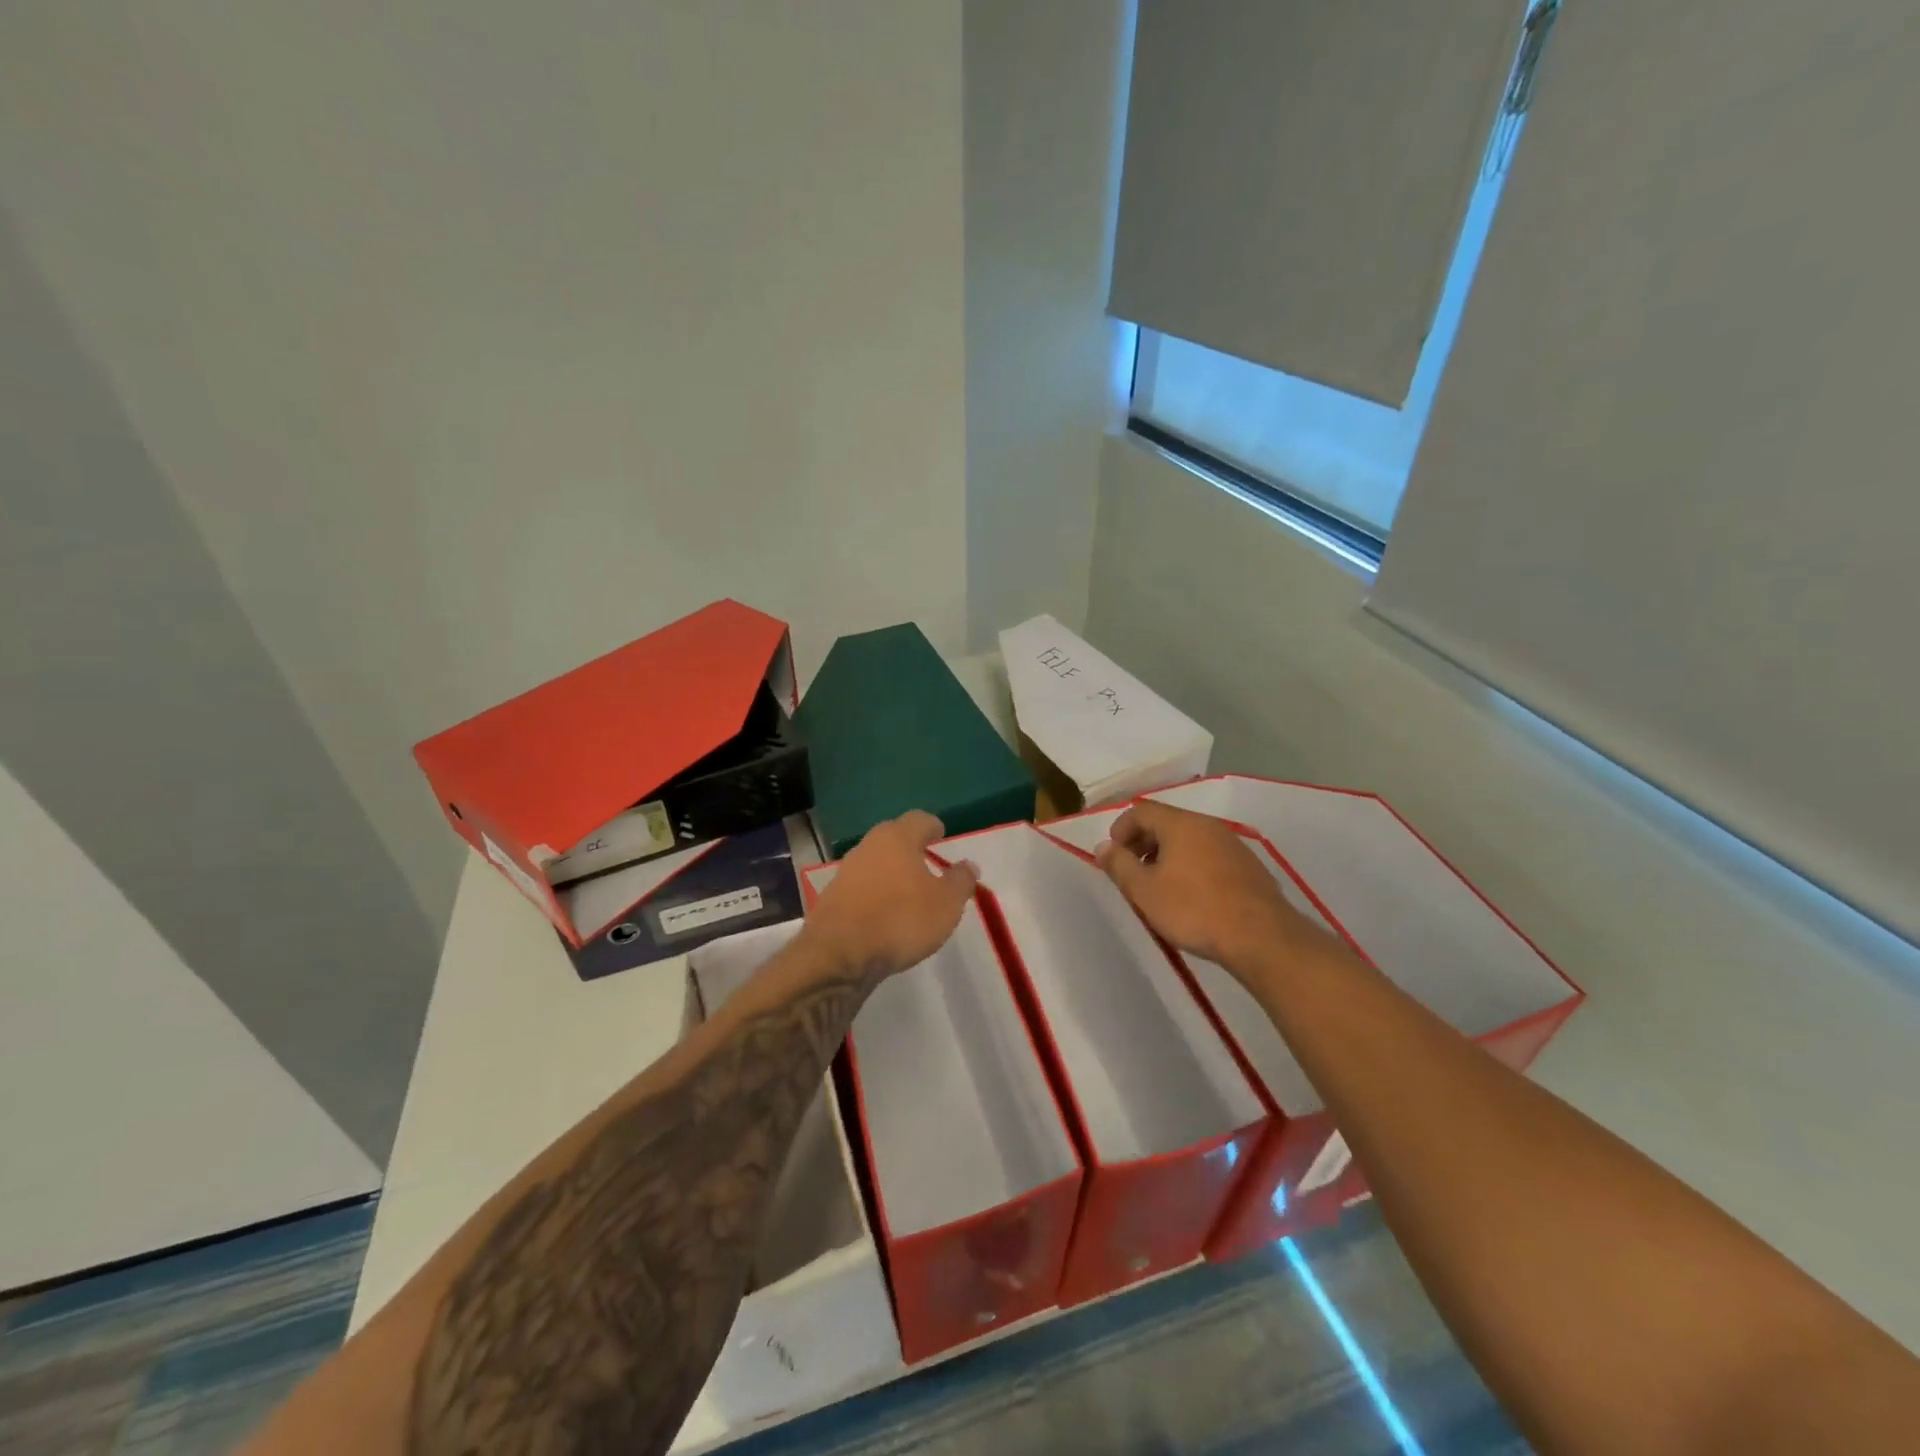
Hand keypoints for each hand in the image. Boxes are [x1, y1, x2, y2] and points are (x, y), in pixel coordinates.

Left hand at [803, 811, 979, 976]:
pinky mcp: (832, 897)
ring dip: (890, 871)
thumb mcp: (946, 904)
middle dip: (910, 847)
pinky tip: (884, 913)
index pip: (919, 820)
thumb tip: (968, 865)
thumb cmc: (901, 919)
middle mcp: (869, 846)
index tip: (941, 835)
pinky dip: (874, 893)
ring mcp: (846, 871)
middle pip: (893, 837)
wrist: (839, 954)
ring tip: (907, 891)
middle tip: (926, 862)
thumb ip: (960, 881)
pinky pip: (861, 887)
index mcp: (897, 838)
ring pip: (875, 862)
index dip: (932, 827)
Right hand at [1095, 799, 1323, 978]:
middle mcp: (1207, 825)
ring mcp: (1232, 844)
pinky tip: (1191, 895)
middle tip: (1132, 872)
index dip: (1120, 829)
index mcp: (1180, 823)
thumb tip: (1103, 847)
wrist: (1261, 937)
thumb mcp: (1144, 891)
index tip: (1113, 856)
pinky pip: (1209, 855)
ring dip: (1167, 855)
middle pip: (1166, 822)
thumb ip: (1119, 865)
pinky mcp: (1249, 866)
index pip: (1141, 810)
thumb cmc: (1193, 909)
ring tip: (1159, 886)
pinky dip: (1191, 865)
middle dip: (1142, 843)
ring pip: (1189, 839)